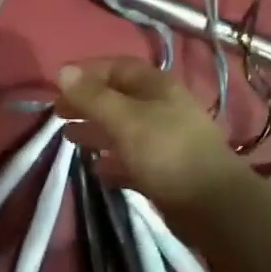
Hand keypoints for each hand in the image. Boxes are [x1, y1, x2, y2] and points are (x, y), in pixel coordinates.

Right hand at [54, 57, 255, 217]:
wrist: (212, 204)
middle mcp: (161, 108)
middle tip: (57, 114)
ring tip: (69, 138)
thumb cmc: (166, 151)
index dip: (87, 72)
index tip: (58, 84)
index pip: (116, 67)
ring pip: (123, 129)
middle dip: (87, 103)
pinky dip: (113, 161)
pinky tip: (97, 170)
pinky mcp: (165, 171)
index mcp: (156, 86)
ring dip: (96, 131)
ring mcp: (164, 140)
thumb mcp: (124, 119)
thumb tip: (63, 71)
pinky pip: (132, 160)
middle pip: (118, 98)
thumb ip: (92, 97)